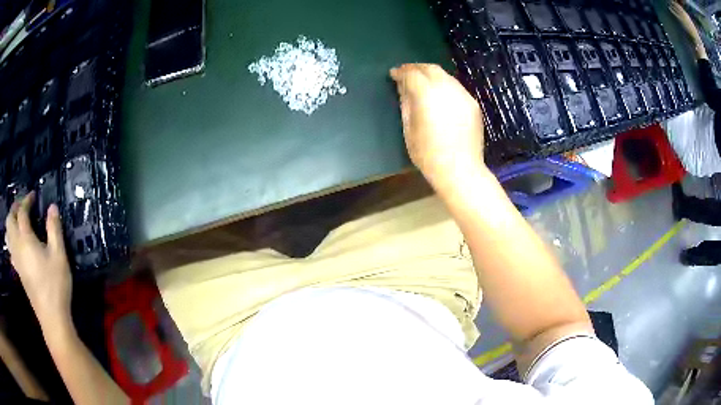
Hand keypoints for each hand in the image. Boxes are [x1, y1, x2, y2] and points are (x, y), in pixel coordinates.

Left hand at [5, 193, 71, 330]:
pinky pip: (10, 250)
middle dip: (14, 208)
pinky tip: (16, 244)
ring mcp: (16, 260)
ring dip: (10, 223)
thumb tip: (52, 207)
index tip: (33, 196)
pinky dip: (10, 240)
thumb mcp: (59, 255)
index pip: (22, 212)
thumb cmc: (55, 285)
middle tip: (23, 206)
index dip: (26, 200)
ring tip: (17, 222)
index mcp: (25, 239)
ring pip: (7, 235)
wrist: (52, 317)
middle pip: (9, 220)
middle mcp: (17, 246)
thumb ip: (54, 229)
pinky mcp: (18, 272)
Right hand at [390, 64, 485, 190]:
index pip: (412, 74)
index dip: (401, 72)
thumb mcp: (409, 129)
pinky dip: (445, 85)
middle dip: (417, 68)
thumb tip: (403, 88)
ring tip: (422, 82)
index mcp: (427, 94)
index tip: (394, 74)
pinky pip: (456, 87)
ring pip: (446, 76)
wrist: (460, 170)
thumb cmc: (428, 154)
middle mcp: (447, 89)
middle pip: (431, 69)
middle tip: (406, 73)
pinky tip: (440, 95)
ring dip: (432, 75)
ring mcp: (463, 95)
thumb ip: (406, 104)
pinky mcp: (473, 104)